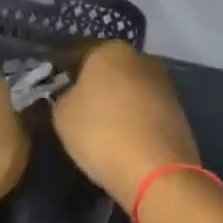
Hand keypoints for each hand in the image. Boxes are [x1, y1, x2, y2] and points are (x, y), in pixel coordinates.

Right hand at [52, 41, 198, 203]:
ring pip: (126, 86)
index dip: (56, 67)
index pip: (74, 51)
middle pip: (105, 66)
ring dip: (111, 98)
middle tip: (68, 100)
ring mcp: (163, 84)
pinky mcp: (177, 111)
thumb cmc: (101, 132)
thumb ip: (60, 95)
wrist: (158, 173)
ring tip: (93, 121)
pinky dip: (129, 115)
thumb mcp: (61, 113)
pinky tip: (117, 133)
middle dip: (88, 80)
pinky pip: (142, 107)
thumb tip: (68, 93)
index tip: (45, 82)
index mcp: (110, 49)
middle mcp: (140, 58)